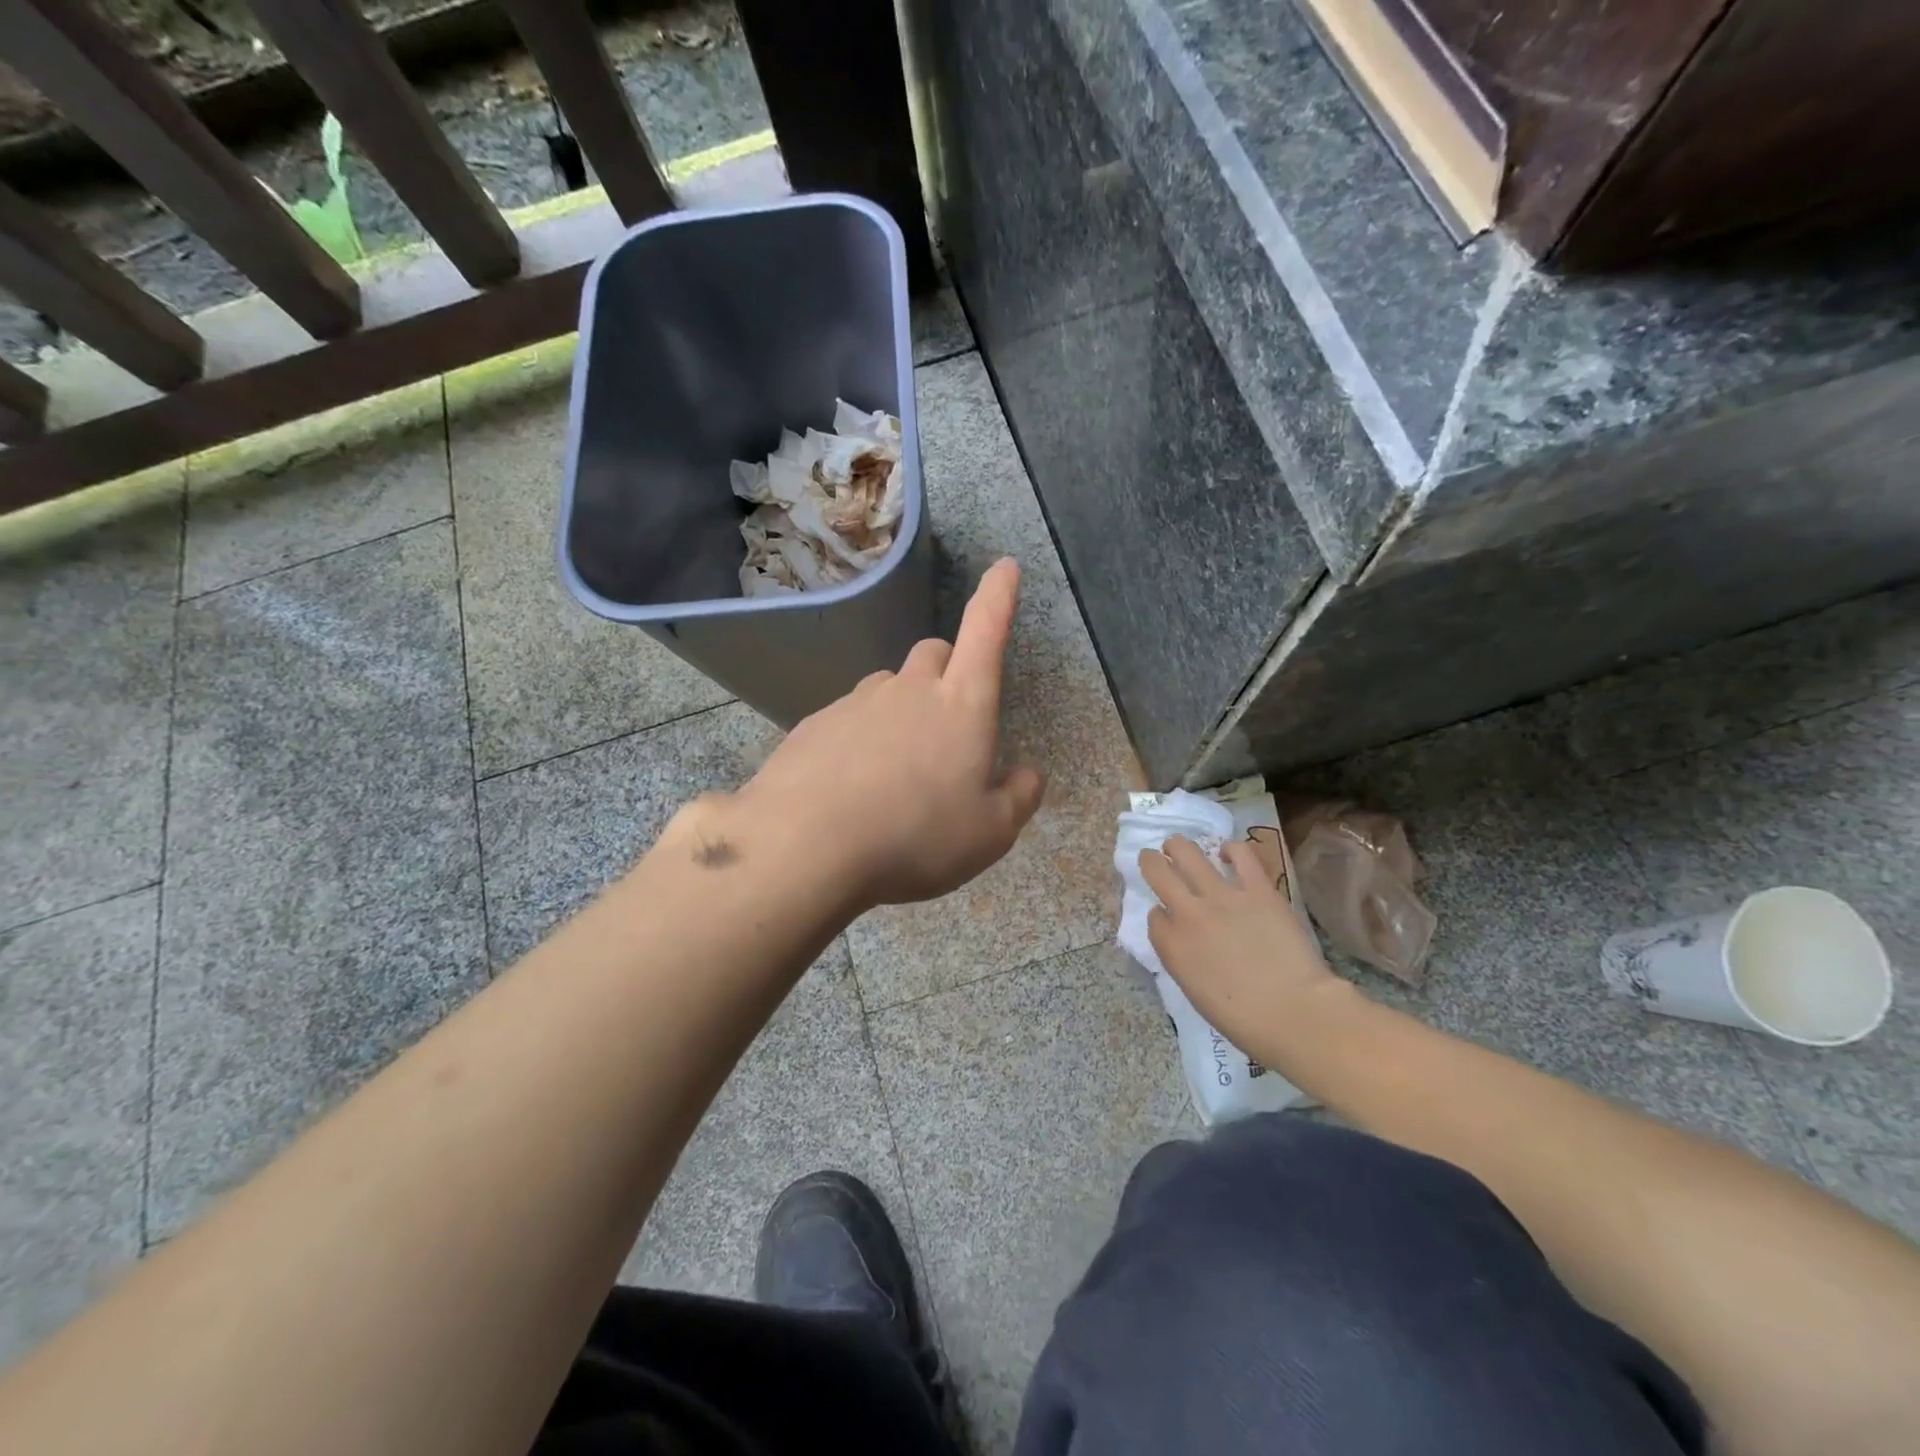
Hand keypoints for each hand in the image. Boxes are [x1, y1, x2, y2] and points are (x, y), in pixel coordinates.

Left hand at [736, 557, 1045, 909]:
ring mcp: (857, 702)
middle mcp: (909, 689)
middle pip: (934, 653)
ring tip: (898, 769)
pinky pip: (849, 718)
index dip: (998, 597)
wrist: (806, 845)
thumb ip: (1019, 797)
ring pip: (889, 686)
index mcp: (961, 705)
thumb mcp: (990, 833)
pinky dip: (861, 738)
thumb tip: (1030, 772)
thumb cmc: (916, 836)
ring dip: (902, 709)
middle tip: (949, 720)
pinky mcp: (816, 723)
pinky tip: (853, 786)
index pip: (986, 632)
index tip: (1004, 566)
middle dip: (948, 670)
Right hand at [1140, 837, 1345, 1066]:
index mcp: (1172, 946)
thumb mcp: (1195, 993)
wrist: (1295, 1013)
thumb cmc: (1244, 1020)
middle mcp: (1189, 913)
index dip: (1159, 914)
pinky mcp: (1257, 888)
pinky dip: (1230, 849)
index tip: (1167, 917)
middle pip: (1157, 872)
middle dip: (1151, 861)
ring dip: (1177, 846)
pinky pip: (1240, 854)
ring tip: (1178, 845)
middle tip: (1154, 858)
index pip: (1154, 916)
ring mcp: (1223, 896)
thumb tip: (1184, 941)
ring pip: (1187, 853)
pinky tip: (1228, 853)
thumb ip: (1182, 959)